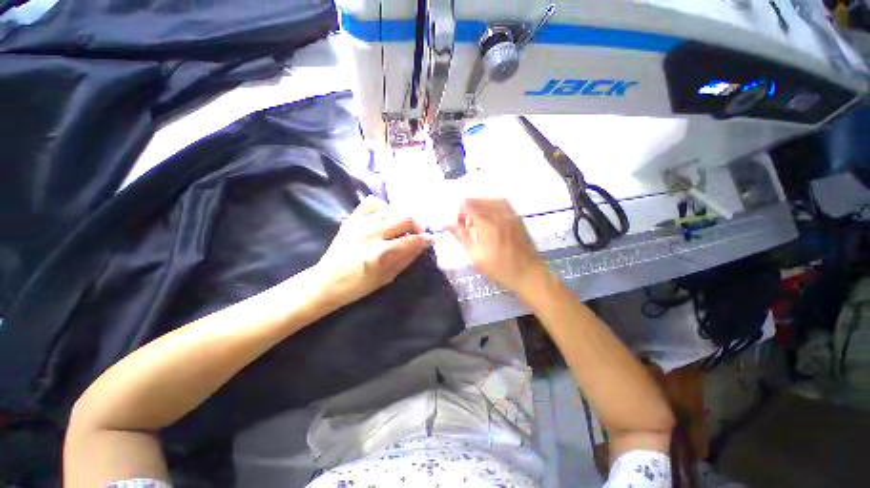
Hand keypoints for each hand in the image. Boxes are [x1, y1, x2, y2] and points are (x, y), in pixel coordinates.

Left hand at [314, 196, 433, 307]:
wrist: (328, 281)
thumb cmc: (359, 285)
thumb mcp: (387, 277)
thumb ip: (406, 259)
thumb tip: (421, 246)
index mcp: (383, 253)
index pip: (413, 240)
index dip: (426, 239)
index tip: (431, 239)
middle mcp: (373, 234)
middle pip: (406, 218)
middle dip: (418, 224)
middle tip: (419, 231)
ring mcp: (361, 224)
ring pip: (392, 209)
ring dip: (402, 216)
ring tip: (403, 225)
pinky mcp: (352, 219)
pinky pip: (371, 203)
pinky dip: (382, 207)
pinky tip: (385, 216)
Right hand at [447, 198, 546, 293]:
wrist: (529, 274)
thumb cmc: (500, 269)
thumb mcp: (476, 256)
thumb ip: (461, 236)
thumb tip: (446, 223)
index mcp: (488, 223)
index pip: (467, 204)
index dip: (458, 213)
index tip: (458, 226)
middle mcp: (499, 213)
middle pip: (477, 200)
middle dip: (467, 210)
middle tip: (467, 227)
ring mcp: (511, 213)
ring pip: (489, 199)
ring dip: (479, 207)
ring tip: (477, 222)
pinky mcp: (517, 216)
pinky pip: (501, 202)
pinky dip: (490, 206)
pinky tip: (489, 219)